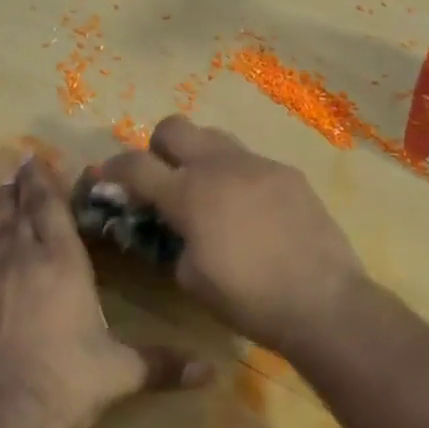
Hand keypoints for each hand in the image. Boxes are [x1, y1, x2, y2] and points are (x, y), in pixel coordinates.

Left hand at [0, 156, 206, 427]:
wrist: (2, 415)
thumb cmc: (68, 383)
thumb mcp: (121, 372)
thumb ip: (163, 365)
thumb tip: (211, 371)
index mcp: (66, 267)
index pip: (56, 213)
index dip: (48, 184)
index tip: (40, 158)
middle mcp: (27, 262)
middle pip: (26, 213)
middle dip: (26, 186)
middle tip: (22, 161)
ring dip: (2, 204)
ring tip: (2, 183)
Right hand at [87, 117, 366, 355]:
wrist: (322, 301)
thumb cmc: (248, 299)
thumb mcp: (190, 278)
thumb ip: (171, 241)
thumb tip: (172, 226)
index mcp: (189, 194)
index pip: (135, 165)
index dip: (112, 169)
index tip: (105, 178)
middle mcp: (220, 166)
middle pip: (174, 126)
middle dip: (158, 148)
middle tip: (163, 180)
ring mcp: (258, 164)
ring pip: (215, 137)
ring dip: (199, 157)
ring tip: (208, 193)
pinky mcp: (288, 172)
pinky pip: (250, 161)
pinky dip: (237, 176)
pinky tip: (250, 210)